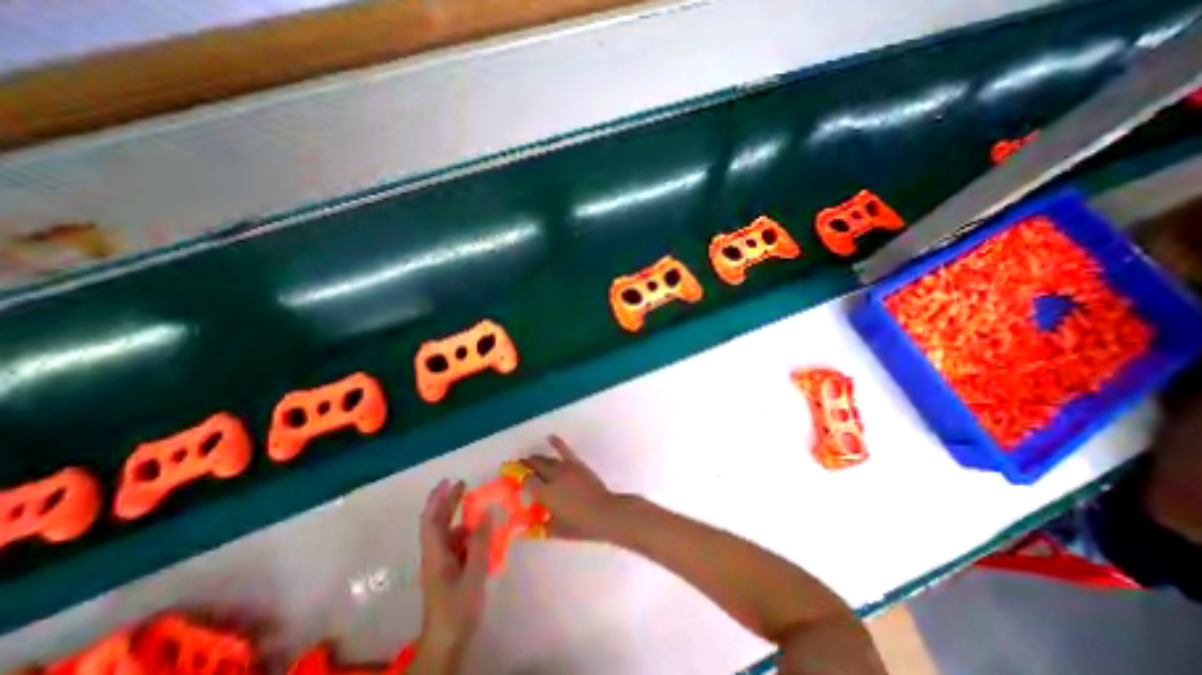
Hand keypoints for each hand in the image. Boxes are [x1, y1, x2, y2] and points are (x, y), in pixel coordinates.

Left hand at [415, 476, 486, 662]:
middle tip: (462, 484)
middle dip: (448, 502)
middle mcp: (435, 555)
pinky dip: (468, 534)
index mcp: (436, 555)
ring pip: (449, 533)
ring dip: (461, 518)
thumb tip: (487, 511)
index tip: (448, 481)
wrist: (446, 644)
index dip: (437, 500)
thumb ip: (480, 542)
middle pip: (437, 523)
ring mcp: (441, 564)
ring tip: (480, 508)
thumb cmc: (457, 609)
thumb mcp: (473, 574)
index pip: (431, 521)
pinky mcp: (449, 571)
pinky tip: (482, 534)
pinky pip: (458, 545)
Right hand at [525, 438, 619, 541]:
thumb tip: (523, 529)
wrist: (604, 513)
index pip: (526, 481)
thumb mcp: (555, 531)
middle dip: (524, 465)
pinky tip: (550, 437)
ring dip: (536, 459)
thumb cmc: (579, 525)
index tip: (511, 477)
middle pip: (534, 466)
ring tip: (530, 460)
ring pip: (547, 459)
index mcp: (545, 493)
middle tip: (517, 467)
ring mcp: (566, 468)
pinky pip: (565, 450)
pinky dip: (557, 443)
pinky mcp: (577, 464)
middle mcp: (553, 477)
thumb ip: (538, 527)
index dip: (518, 478)